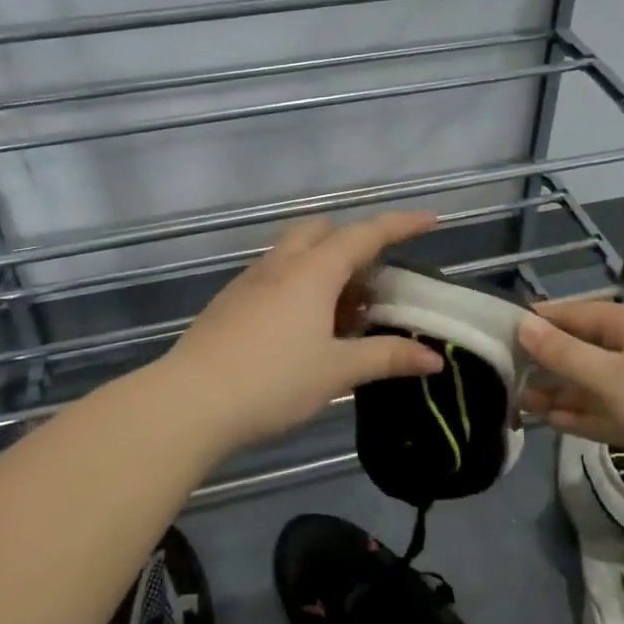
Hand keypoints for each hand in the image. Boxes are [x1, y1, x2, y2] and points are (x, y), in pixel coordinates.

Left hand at [162, 211, 443, 452]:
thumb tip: (433, 358)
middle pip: (322, 231)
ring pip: (295, 253)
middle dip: (353, 243)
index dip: (400, 225)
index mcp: (312, 271)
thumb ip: (386, 358)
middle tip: (373, 282)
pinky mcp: (230, 301)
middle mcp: (280, 264)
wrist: (189, 403)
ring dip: (325, 266)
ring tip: (342, 312)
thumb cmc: (272, 382)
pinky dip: (299, 284)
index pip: (365, 235)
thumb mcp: (336, 372)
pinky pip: (274, 275)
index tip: (431, 220)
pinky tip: (302, 328)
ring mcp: (250, 281)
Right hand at [518, 300, 623, 509]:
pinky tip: (553, 421)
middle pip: (585, 349)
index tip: (502, 331)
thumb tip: (523, 324)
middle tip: (505, 375)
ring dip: (562, 392)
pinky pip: (612, 409)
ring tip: (520, 402)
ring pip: (596, 383)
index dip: (540, 321)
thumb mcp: (612, 379)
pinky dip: (585, 414)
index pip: (577, 314)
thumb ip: (564, 354)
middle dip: (548, 362)